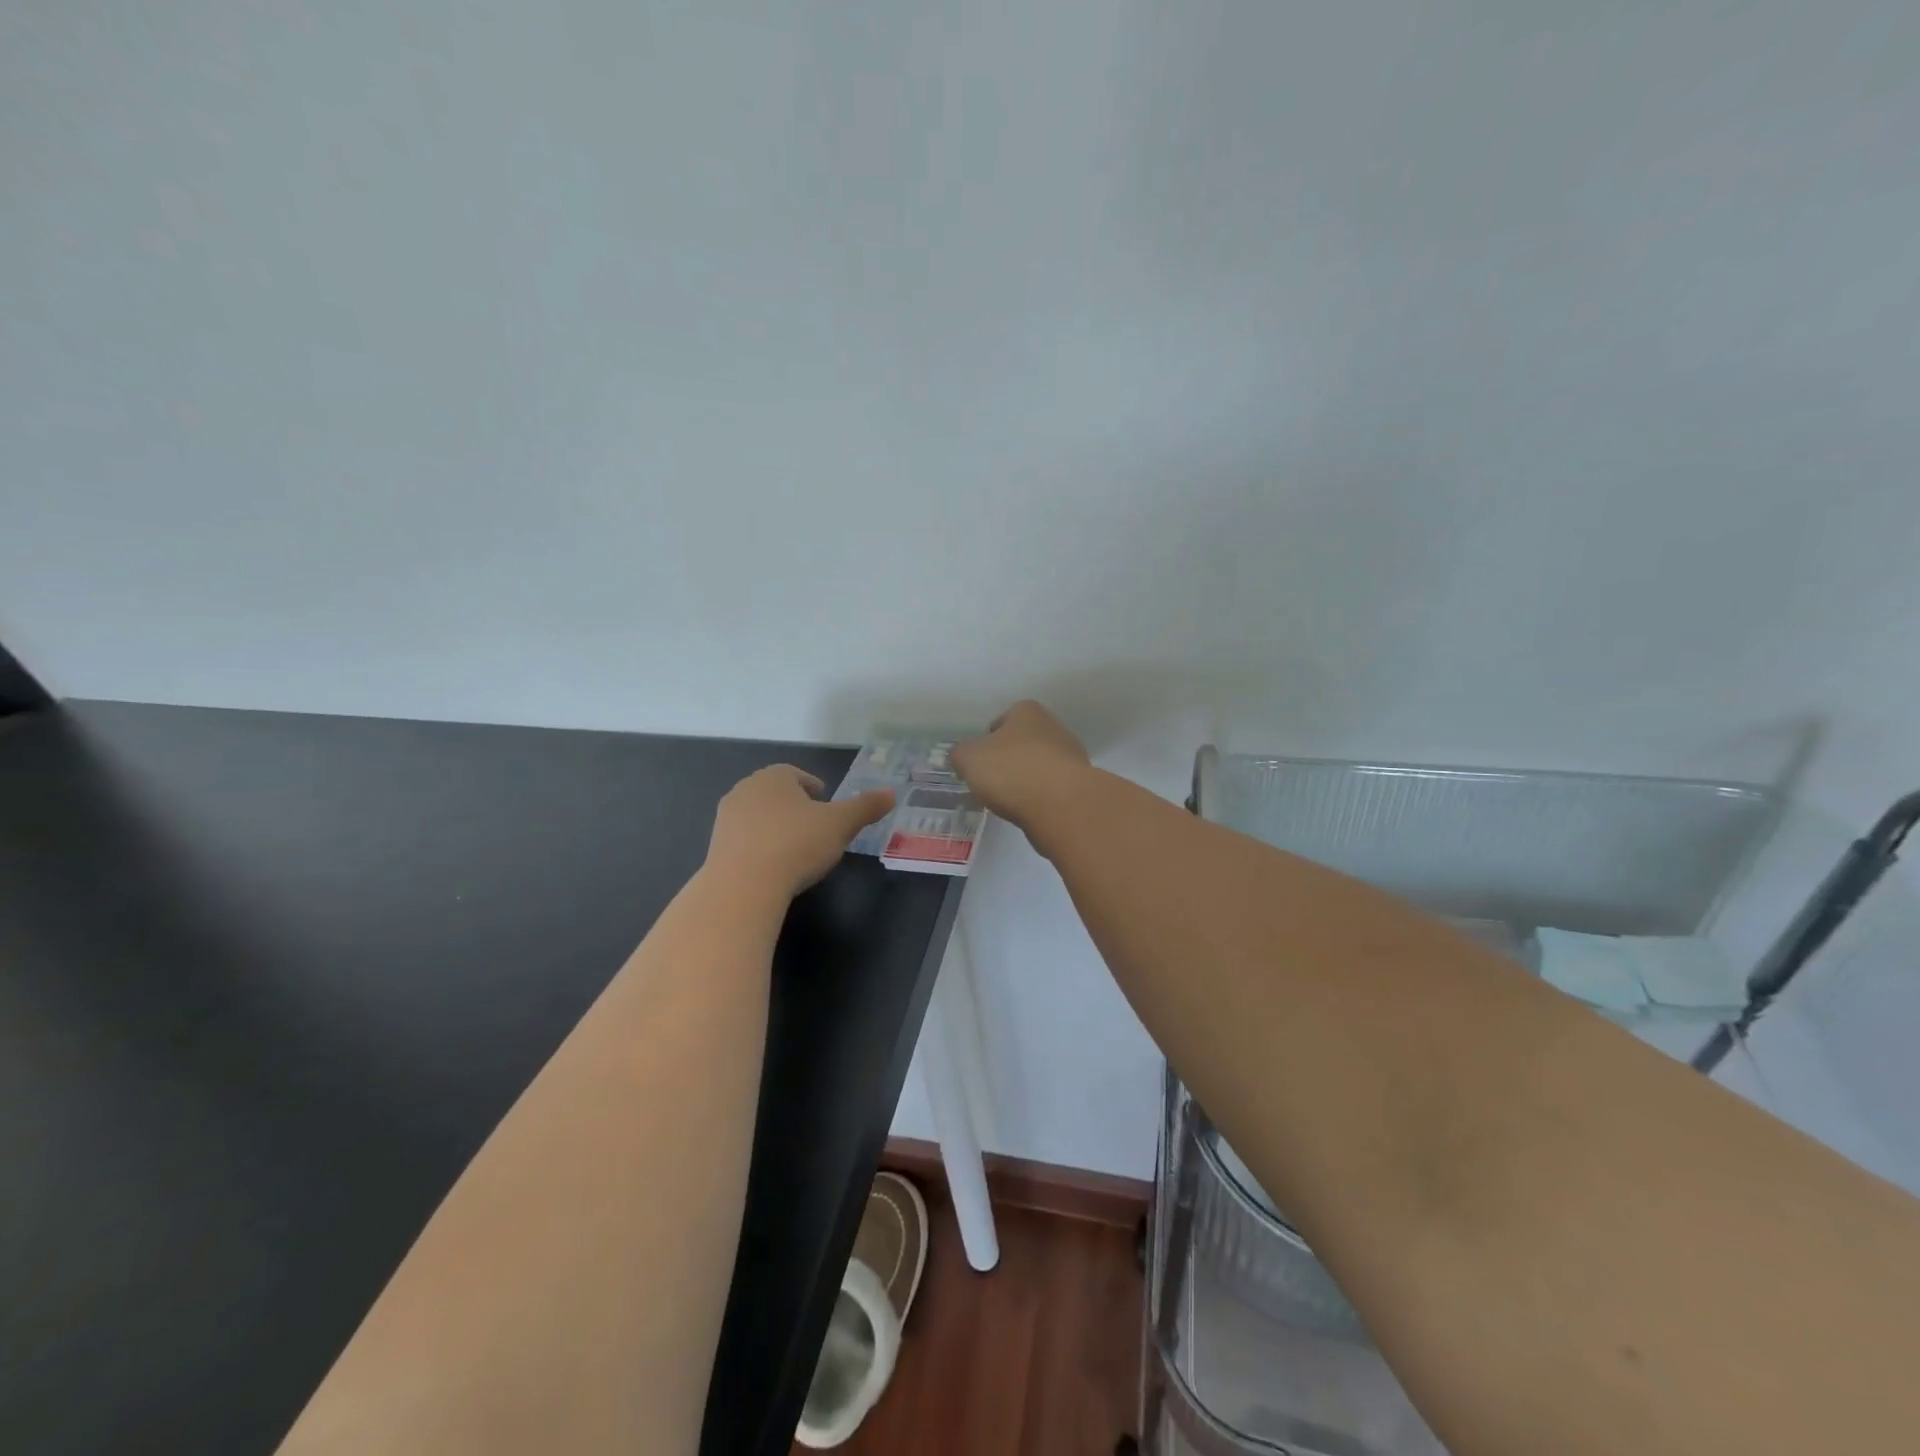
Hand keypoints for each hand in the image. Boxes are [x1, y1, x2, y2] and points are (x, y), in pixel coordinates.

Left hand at [706, 765, 895, 897]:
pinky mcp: (715, 848)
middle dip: (793, 805)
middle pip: (774, 793)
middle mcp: (745, 791)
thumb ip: (865, 807)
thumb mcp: (840, 825)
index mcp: (774, 778)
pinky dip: (760, 847)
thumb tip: (892, 792)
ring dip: (775, 826)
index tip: (825, 800)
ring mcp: (726, 820)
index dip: (812, 786)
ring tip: (795, 847)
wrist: (743, 886)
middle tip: (814, 823)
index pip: (795, 774)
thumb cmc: (796, 844)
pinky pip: (744, 841)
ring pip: (757, 816)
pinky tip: (774, 866)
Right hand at [952, 700, 1091, 831]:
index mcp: (1027, 711)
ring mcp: (1071, 756)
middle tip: (991, 781)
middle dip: (1008, 759)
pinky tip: (1030, 810)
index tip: (978, 761)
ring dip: (1026, 778)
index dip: (987, 739)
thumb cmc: (1011, 770)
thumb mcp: (969, 758)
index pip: (1002, 719)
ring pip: (1039, 765)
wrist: (1061, 804)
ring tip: (1010, 800)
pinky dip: (1040, 797)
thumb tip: (961, 755)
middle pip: (1023, 742)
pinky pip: (1051, 787)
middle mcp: (1053, 726)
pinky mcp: (1080, 785)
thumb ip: (960, 753)